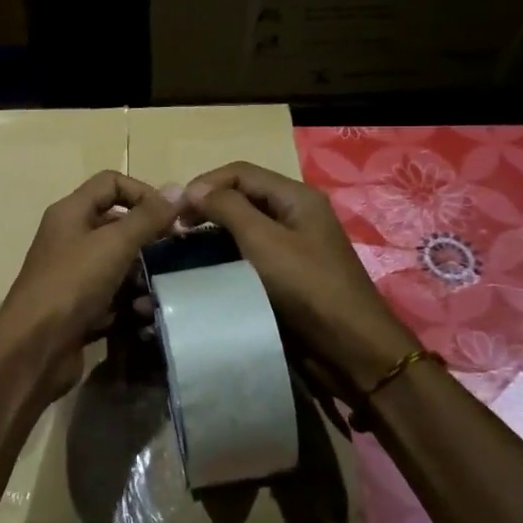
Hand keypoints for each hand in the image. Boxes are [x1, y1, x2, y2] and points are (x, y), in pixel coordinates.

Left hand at [0, 171, 178, 397]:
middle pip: (117, 225)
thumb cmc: (72, 284)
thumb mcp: (113, 244)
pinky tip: (143, 317)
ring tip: (160, 292)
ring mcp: (74, 275)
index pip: (111, 183)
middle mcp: (70, 239)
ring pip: (119, 265)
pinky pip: (113, 297)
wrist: (34, 348)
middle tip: (177, 254)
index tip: (171, 218)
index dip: (143, 193)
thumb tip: (177, 189)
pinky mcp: (80, 308)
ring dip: (142, 277)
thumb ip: (147, 217)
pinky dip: (130, 305)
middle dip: (148, 239)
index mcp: (71, 213)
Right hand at [183, 161, 418, 399]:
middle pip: (241, 198)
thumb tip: (193, 190)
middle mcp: (293, 215)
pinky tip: (203, 273)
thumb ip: (227, 207)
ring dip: (211, 237)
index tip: (174, 211)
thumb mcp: (264, 240)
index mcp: (295, 197)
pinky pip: (247, 257)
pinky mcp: (284, 277)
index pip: (239, 172)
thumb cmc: (307, 286)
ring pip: (241, 230)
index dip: (204, 184)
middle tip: (175, 232)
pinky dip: (223, 260)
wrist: (349, 349)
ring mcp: (290, 247)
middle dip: (205, 210)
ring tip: (182, 253)